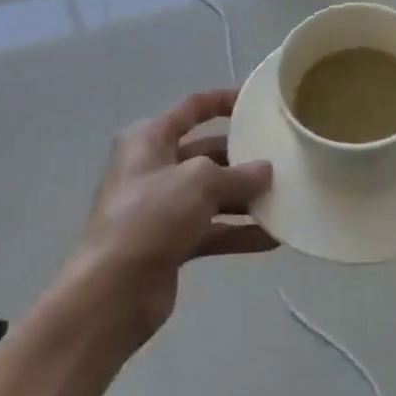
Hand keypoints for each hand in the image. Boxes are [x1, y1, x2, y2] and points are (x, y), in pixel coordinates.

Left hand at [70, 90, 274, 345]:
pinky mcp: (169, 244)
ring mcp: (161, 208)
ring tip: (285, 198)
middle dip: (242, 158)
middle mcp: (153, 168)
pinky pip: (211, 230)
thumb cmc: (150, 216)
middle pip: (206, 154)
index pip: (192, 108)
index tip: (257, 104)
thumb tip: (266, 170)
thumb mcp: (199, 182)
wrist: (110, 294)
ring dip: (245, 198)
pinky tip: (273, 237)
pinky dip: (238, 232)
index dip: (223, 101)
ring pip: (211, 195)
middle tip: (281, 160)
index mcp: (149, 139)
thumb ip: (238, 174)